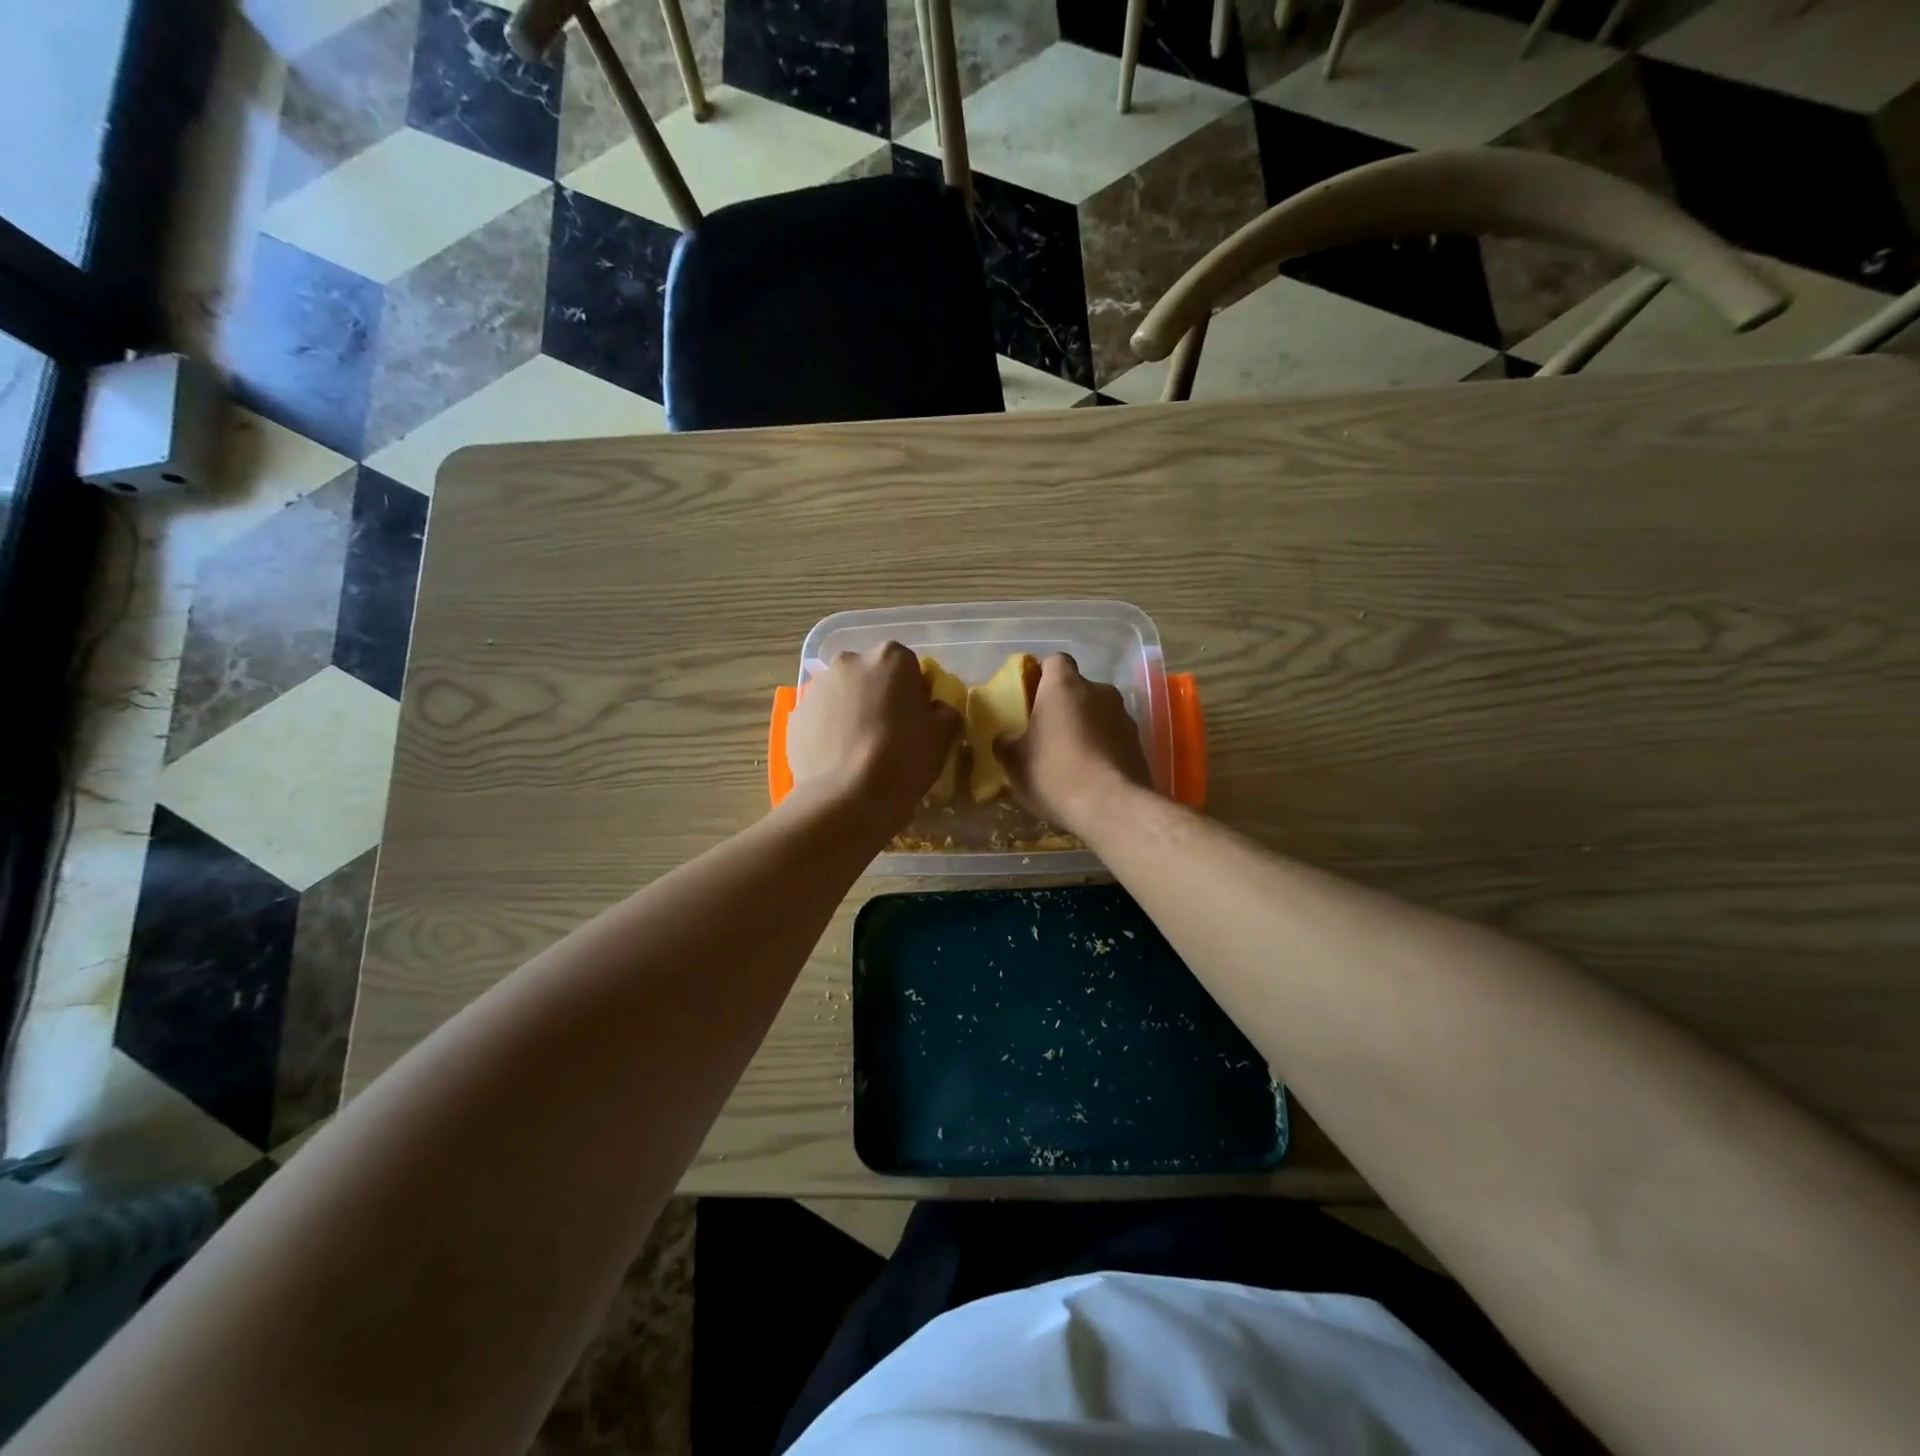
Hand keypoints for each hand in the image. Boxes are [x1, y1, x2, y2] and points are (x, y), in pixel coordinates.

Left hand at [787, 642, 961, 832]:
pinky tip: (839, 758)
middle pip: (870, 675)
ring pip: (842, 695)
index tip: (916, 719)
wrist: (847, 797)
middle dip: (878, 696)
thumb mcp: (942, 736)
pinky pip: (820, 718)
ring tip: (860, 750)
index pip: (907, 666)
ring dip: (851, 711)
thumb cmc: (902, 758)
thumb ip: (944, 713)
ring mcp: (817, 688)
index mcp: (890, 657)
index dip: (914, 692)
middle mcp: (849, 662)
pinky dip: (829, 731)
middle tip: (889, 732)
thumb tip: (935, 710)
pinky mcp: (796, 716)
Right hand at [997, 653, 1152, 829]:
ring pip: (1098, 712)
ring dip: (1086, 727)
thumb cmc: (1054, 773)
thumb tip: (1004, 739)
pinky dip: (1103, 747)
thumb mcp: (1014, 762)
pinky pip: (1114, 736)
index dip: (1042, 676)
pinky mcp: (1139, 742)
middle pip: (1078, 689)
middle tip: (1047, 733)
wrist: (1111, 806)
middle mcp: (1099, 691)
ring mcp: (1124, 716)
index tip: (1031, 698)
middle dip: (1064, 706)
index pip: (1055, 661)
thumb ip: (1005, 743)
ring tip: (1071, 758)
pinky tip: (1091, 773)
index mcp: (1064, 686)